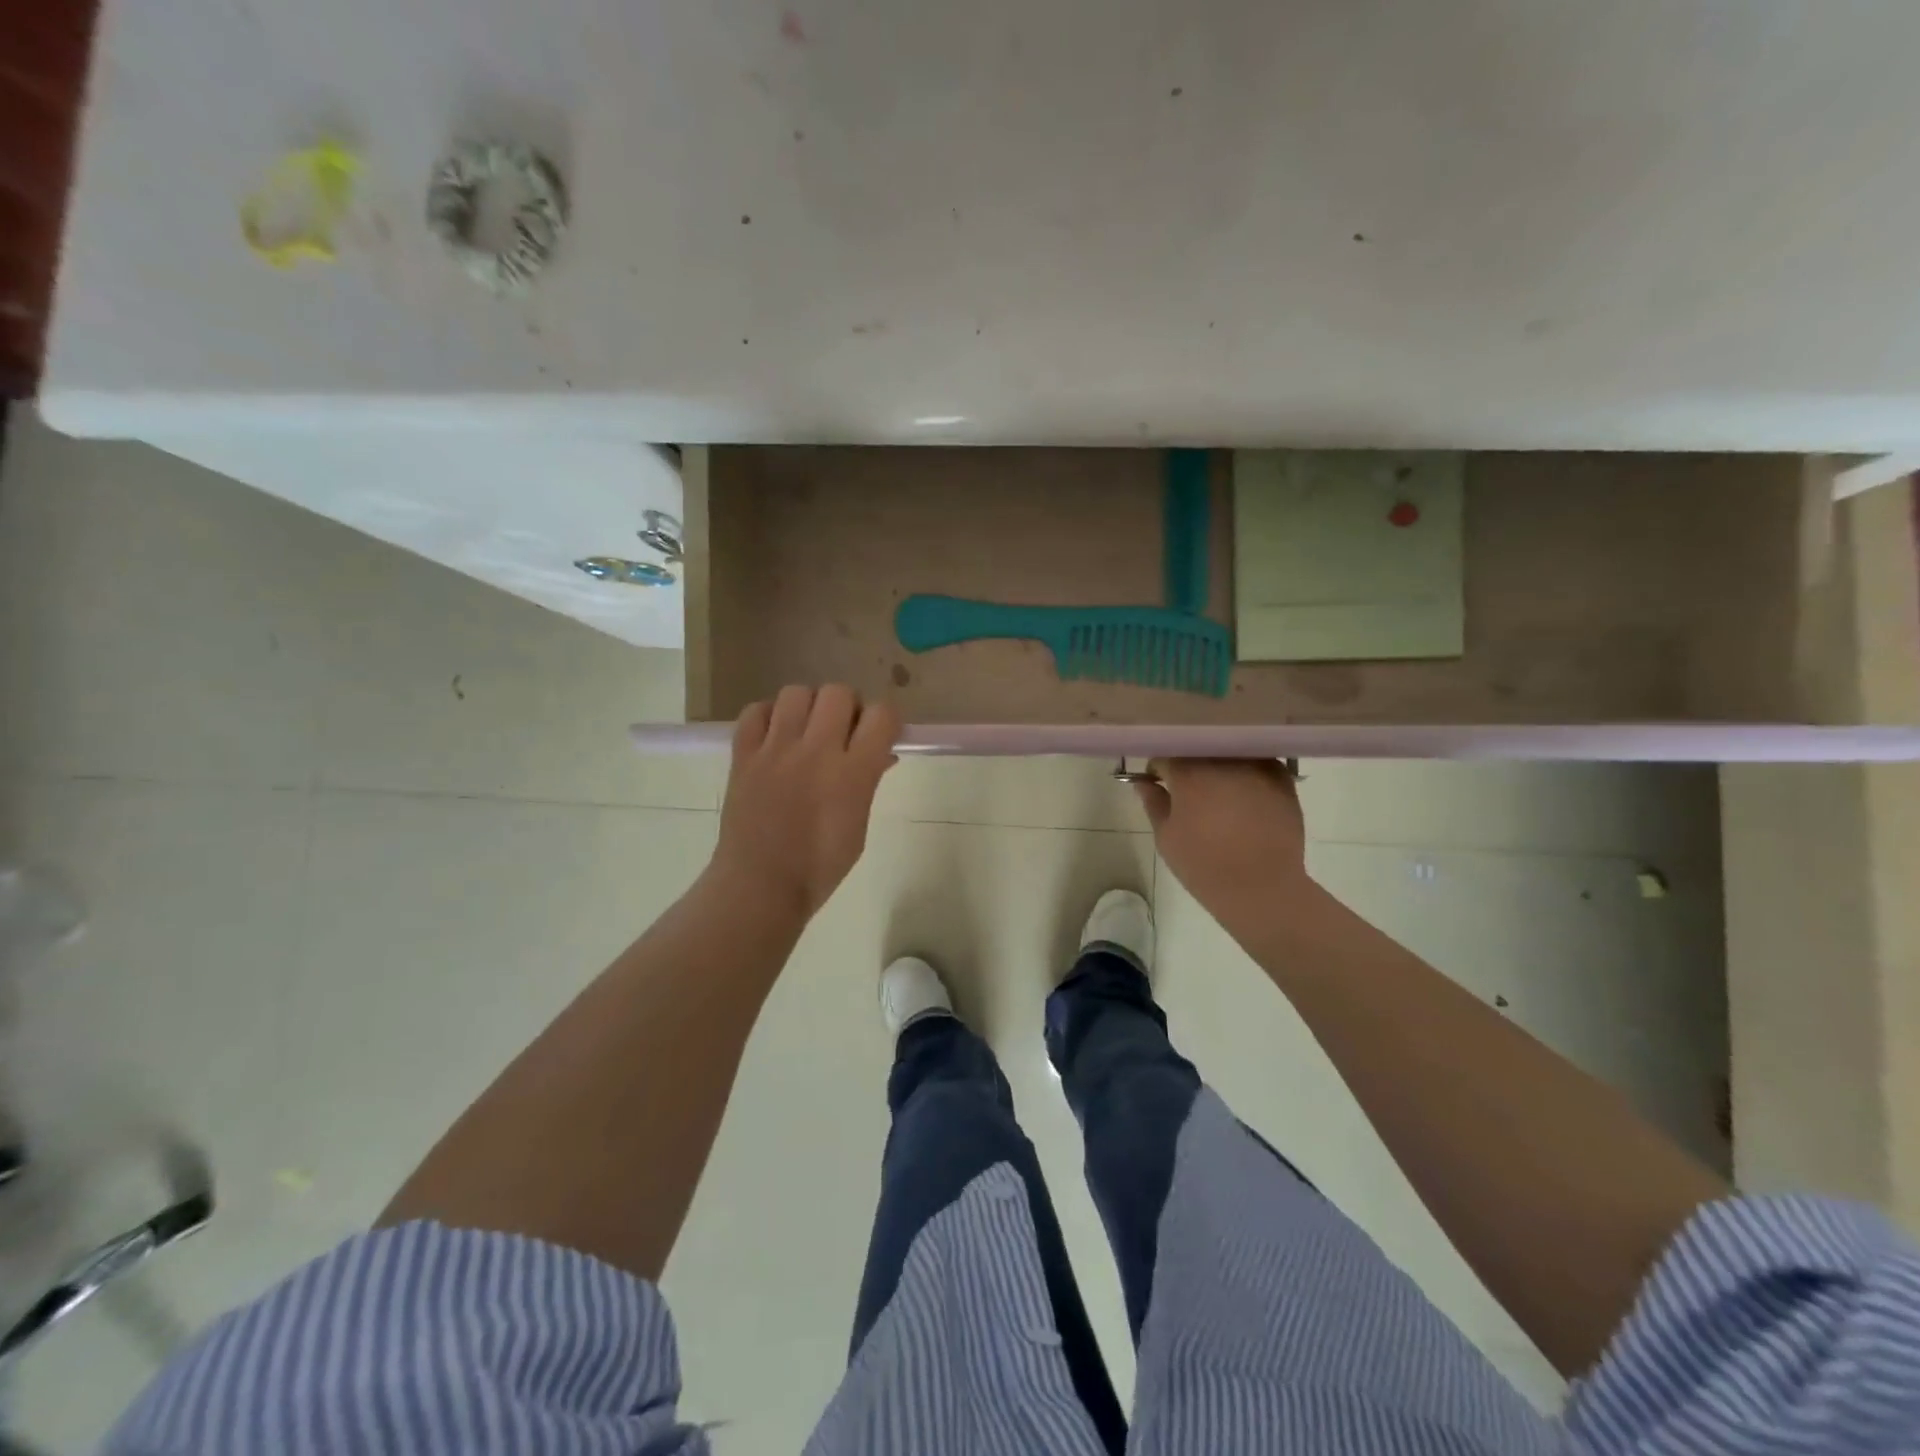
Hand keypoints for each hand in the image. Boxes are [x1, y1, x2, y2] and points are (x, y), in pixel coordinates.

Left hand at [711, 685, 898, 917]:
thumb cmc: (819, 867)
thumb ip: (868, 782)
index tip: (880, 735)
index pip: (882, 715)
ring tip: (807, 731)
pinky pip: (755, 711)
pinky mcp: (743, 755)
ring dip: (809, 706)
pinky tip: (775, 736)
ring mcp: (775, 750)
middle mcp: (815, 752)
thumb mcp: (859, 826)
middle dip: (848, 707)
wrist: (759, 885)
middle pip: (839, 693)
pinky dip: (768, 716)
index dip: (886, 720)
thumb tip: (879, 754)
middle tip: (843, 732)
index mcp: (852, 774)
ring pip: (796, 693)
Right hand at [1134, 759, 1309, 915]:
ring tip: (1220, 793)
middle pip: (1199, 750)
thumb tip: (1143, 782)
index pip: (1165, 756)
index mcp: (1189, 773)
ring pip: (1229, 754)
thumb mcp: (1167, 838)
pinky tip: (1247, 796)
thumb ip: (1154, 803)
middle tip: (1189, 791)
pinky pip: (1258, 764)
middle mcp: (1223, 761)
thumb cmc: (1204, 866)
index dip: (1158, 771)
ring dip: (1220, 767)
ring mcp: (1256, 767)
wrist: (1262, 888)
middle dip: (1190, 765)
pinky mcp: (1282, 779)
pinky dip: (1249, 774)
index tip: (1159, 785)